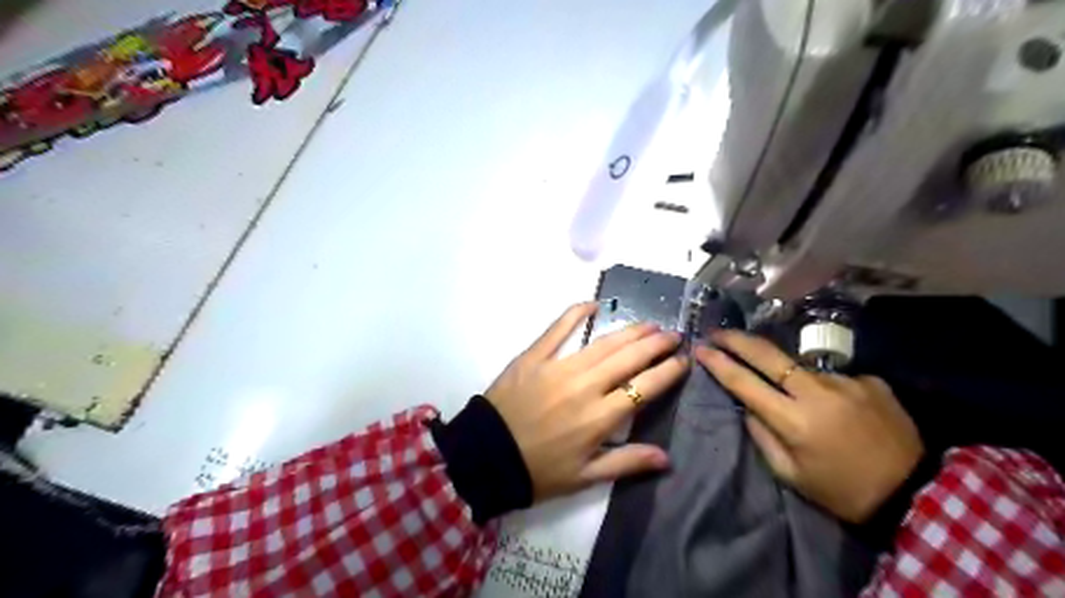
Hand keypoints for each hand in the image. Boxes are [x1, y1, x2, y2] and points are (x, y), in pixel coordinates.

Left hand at [485, 301, 687, 502]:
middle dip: (656, 344)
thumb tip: (666, 457)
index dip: (668, 372)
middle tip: (673, 334)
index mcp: (600, 417)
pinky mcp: (534, 356)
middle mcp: (585, 386)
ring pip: (603, 343)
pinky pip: (557, 329)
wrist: (485, 456)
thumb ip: (626, 462)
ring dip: (629, 331)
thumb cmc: (537, 471)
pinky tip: (593, 303)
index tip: (683, 361)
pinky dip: (575, 313)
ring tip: (649, 323)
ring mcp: (558, 367)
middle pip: (629, 358)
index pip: (645, 387)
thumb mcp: (584, 477)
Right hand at [697, 332, 918, 522]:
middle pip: (768, 355)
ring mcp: (847, 382)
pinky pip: (833, 378)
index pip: (745, 383)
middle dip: (737, 339)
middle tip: (718, 332)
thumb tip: (748, 407)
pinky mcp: (871, 381)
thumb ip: (763, 437)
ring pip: (801, 367)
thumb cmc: (842, 490)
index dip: (719, 363)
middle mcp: (817, 393)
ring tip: (797, 398)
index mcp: (794, 421)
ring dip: (787, 374)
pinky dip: (825, 388)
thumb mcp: (791, 475)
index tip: (701, 348)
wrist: (915, 493)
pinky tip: (838, 409)